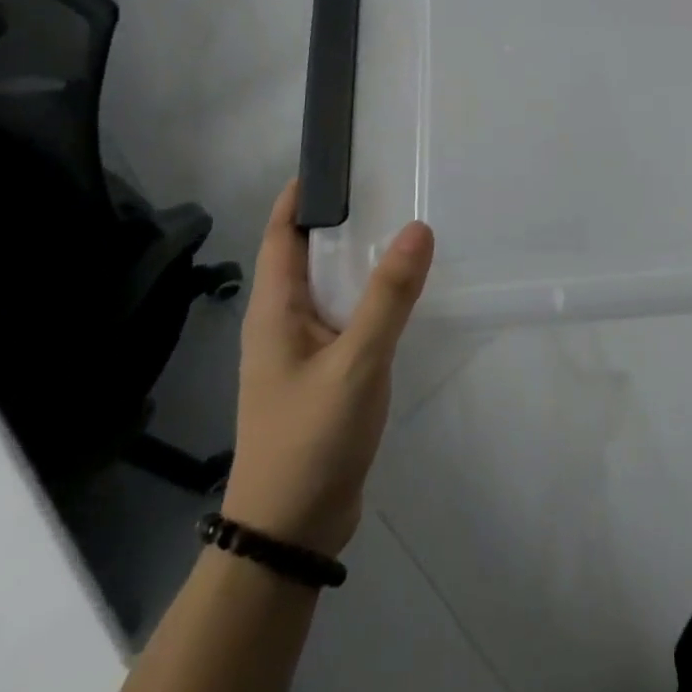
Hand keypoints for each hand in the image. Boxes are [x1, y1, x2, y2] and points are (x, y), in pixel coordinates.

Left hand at [220, 179, 432, 557]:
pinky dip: (368, 295)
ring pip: (329, 287)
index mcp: (274, 309)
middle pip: (306, 254)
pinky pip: (345, 317)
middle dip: (341, 218)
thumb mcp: (356, 362)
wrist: (290, 532)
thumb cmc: (311, 438)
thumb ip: (389, 296)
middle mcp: (282, 322)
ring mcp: (301, 351)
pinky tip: (402, 293)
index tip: (340, 159)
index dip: (302, 194)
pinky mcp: (322, 374)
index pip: (280, 233)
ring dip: (358, 258)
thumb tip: (417, 227)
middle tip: (389, 184)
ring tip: (403, 227)